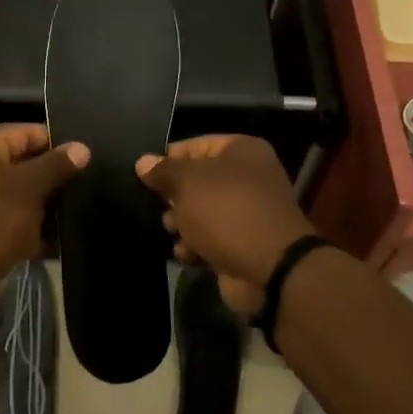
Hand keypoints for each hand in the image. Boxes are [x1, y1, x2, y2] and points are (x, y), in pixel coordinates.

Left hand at [0, 124, 87, 297]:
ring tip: (83, 209)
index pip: (22, 132)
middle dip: (53, 177)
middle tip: (90, 183)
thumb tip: (82, 148)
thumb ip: (56, 165)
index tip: (86, 155)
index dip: (55, 142)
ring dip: (46, 206)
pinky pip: (12, 221)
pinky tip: (64, 239)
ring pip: (19, 196)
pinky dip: (34, 229)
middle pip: (21, 164)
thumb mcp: (29, 188)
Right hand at [136, 135, 314, 311]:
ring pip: (201, 210)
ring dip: (182, 222)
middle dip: (174, 196)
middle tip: (159, 206)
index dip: (169, 159)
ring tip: (172, 230)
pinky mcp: (243, 242)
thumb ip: (163, 171)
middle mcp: (248, 177)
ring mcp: (247, 212)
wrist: (270, 268)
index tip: (146, 176)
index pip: (195, 145)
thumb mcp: (187, 183)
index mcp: (241, 151)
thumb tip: (143, 162)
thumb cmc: (226, 211)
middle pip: (197, 180)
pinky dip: (195, 245)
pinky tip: (185, 253)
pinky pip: (210, 237)